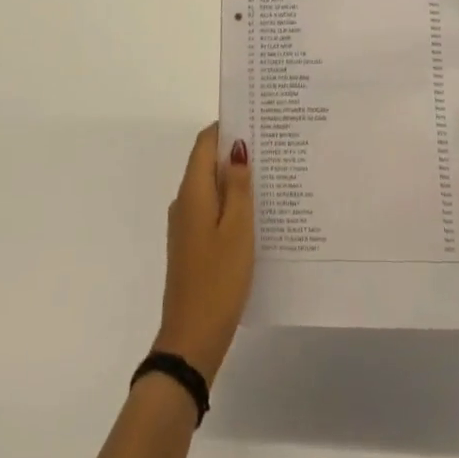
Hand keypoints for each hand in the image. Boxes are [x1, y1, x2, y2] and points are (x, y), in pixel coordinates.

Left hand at [152, 125, 253, 387]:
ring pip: (211, 188)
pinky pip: (212, 210)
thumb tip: (236, 148)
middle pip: (207, 163)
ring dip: (235, 179)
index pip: (204, 143)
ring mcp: (186, 226)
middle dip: (236, 151)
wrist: (191, 338)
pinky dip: (231, 203)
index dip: (227, 127)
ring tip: (273, 175)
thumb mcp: (237, 229)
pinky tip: (258, 213)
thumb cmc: (218, 279)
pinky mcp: (192, 245)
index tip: (257, 119)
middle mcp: (184, 203)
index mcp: (192, 193)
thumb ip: (237, 187)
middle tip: (274, 146)